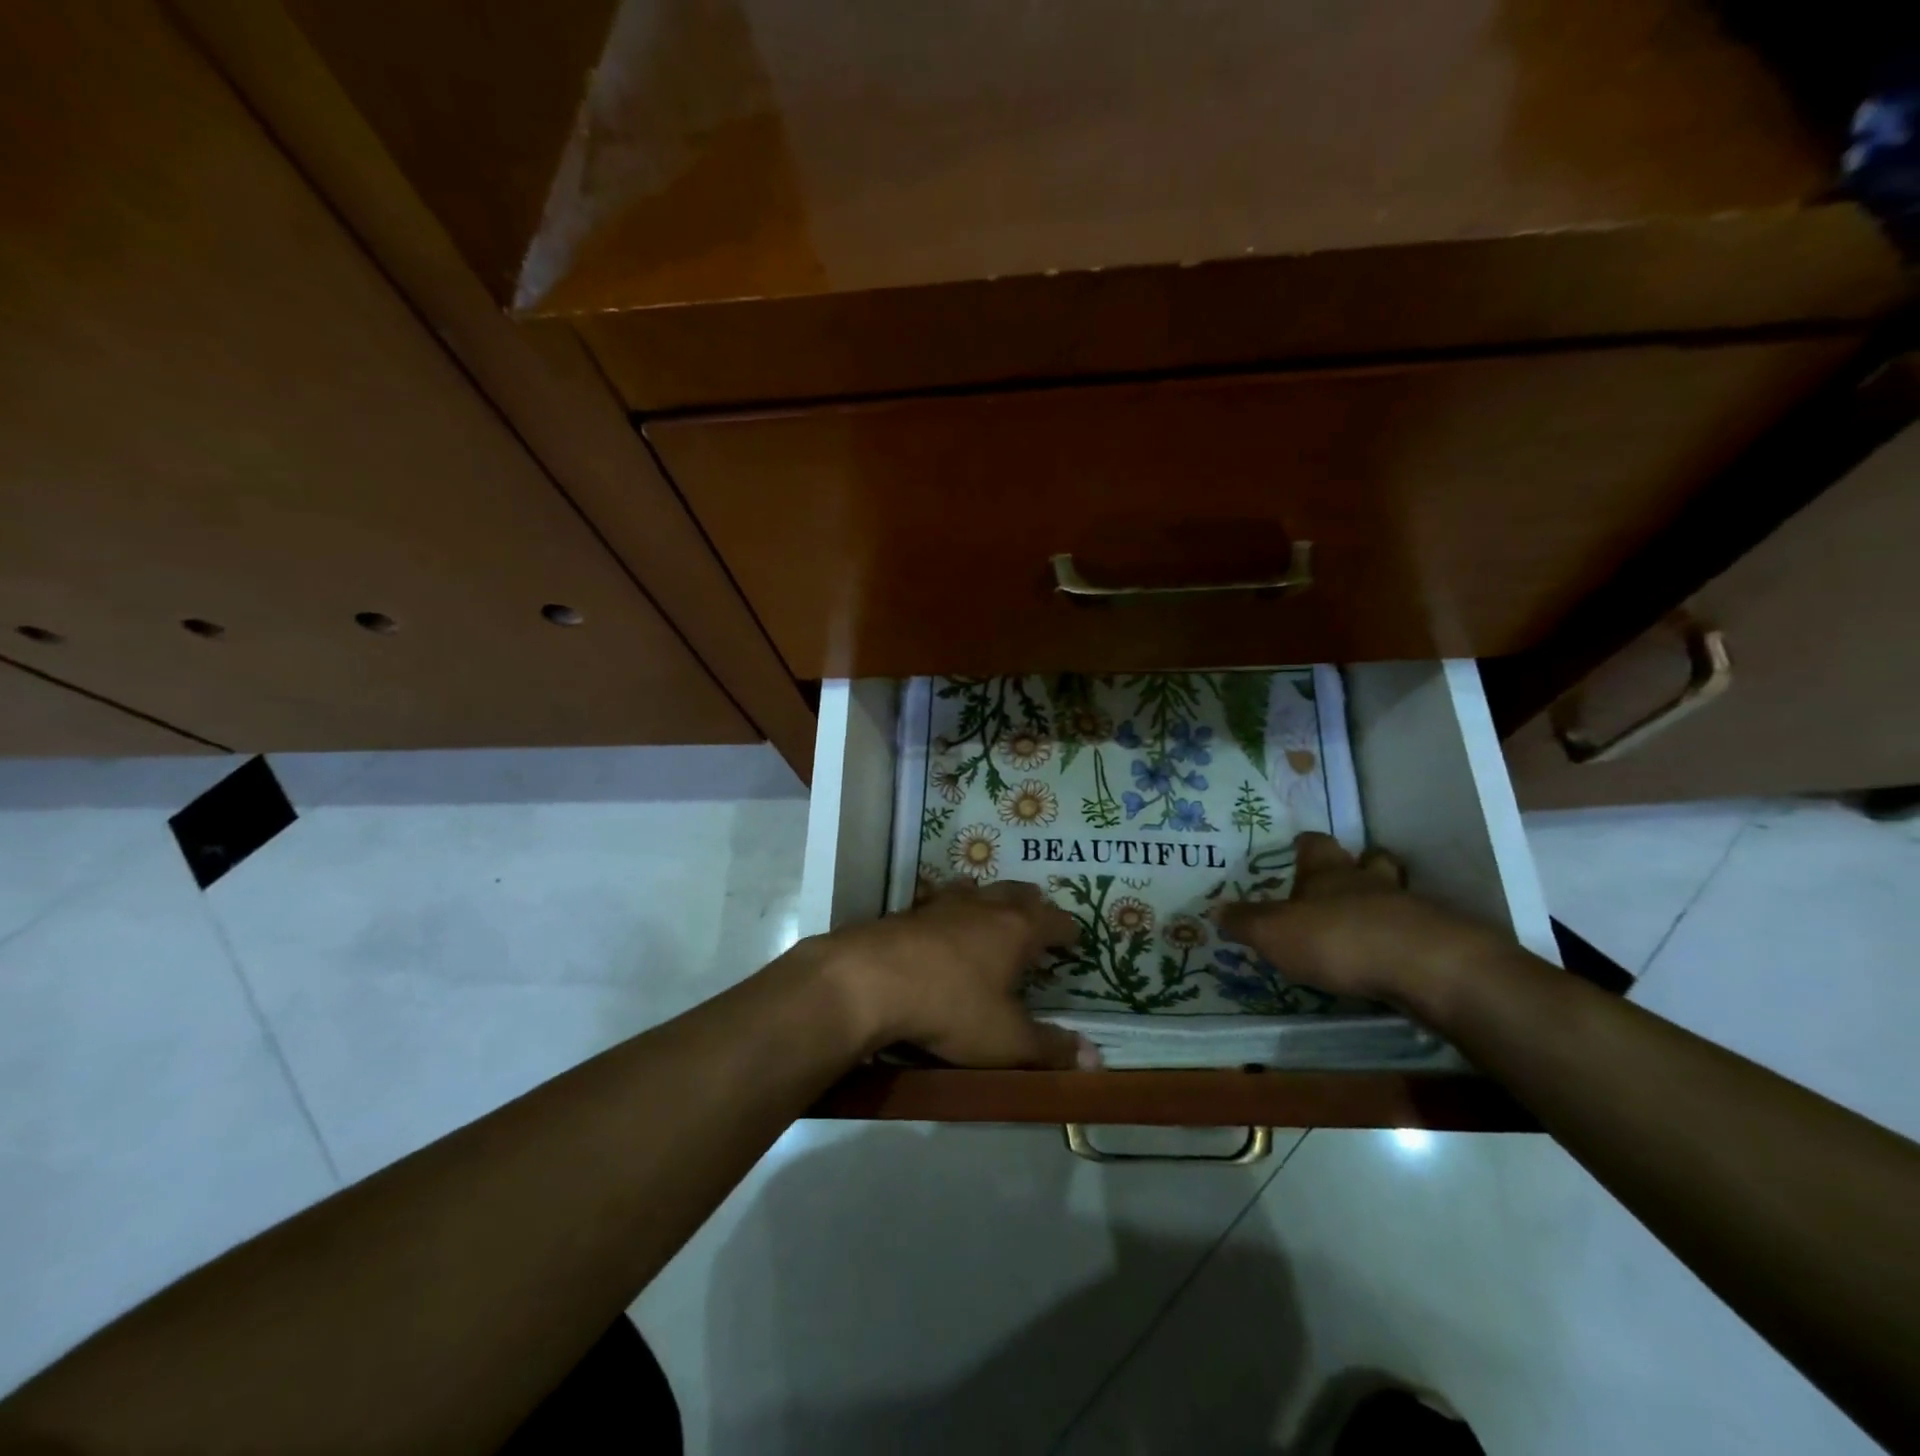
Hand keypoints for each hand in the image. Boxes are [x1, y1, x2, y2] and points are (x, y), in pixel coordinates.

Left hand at [805, 880, 1096, 1069]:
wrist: (871, 980)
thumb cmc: (951, 1007)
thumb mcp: (1006, 1039)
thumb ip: (1050, 1048)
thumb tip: (1097, 1060)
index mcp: (1017, 929)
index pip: (1055, 921)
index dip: (1069, 930)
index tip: (1076, 939)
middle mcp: (985, 906)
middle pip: (1018, 893)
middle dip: (1033, 905)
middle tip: (1039, 919)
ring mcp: (944, 903)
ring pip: (977, 888)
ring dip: (990, 898)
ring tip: (992, 910)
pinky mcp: (909, 911)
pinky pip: (939, 899)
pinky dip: (950, 906)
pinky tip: (940, 921)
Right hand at [1217, 832, 1504, 1012]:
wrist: (1425, 967)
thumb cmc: (1336, 938)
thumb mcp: (1274, 933)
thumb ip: (1246, 922)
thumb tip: (1216, 910)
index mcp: (1327, 873)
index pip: (1316, 846)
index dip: (1306, 846)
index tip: (1299, 847)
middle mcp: (1368, 882)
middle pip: (1369, 860)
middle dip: (1359, 866)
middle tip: (1346, 881)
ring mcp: (1409, 909)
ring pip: (1397, 893)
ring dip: (1385, 902)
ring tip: (1370, 922)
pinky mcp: (1438, 942)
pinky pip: (1419, 931)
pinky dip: (1406, 939)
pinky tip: (1395, 958)